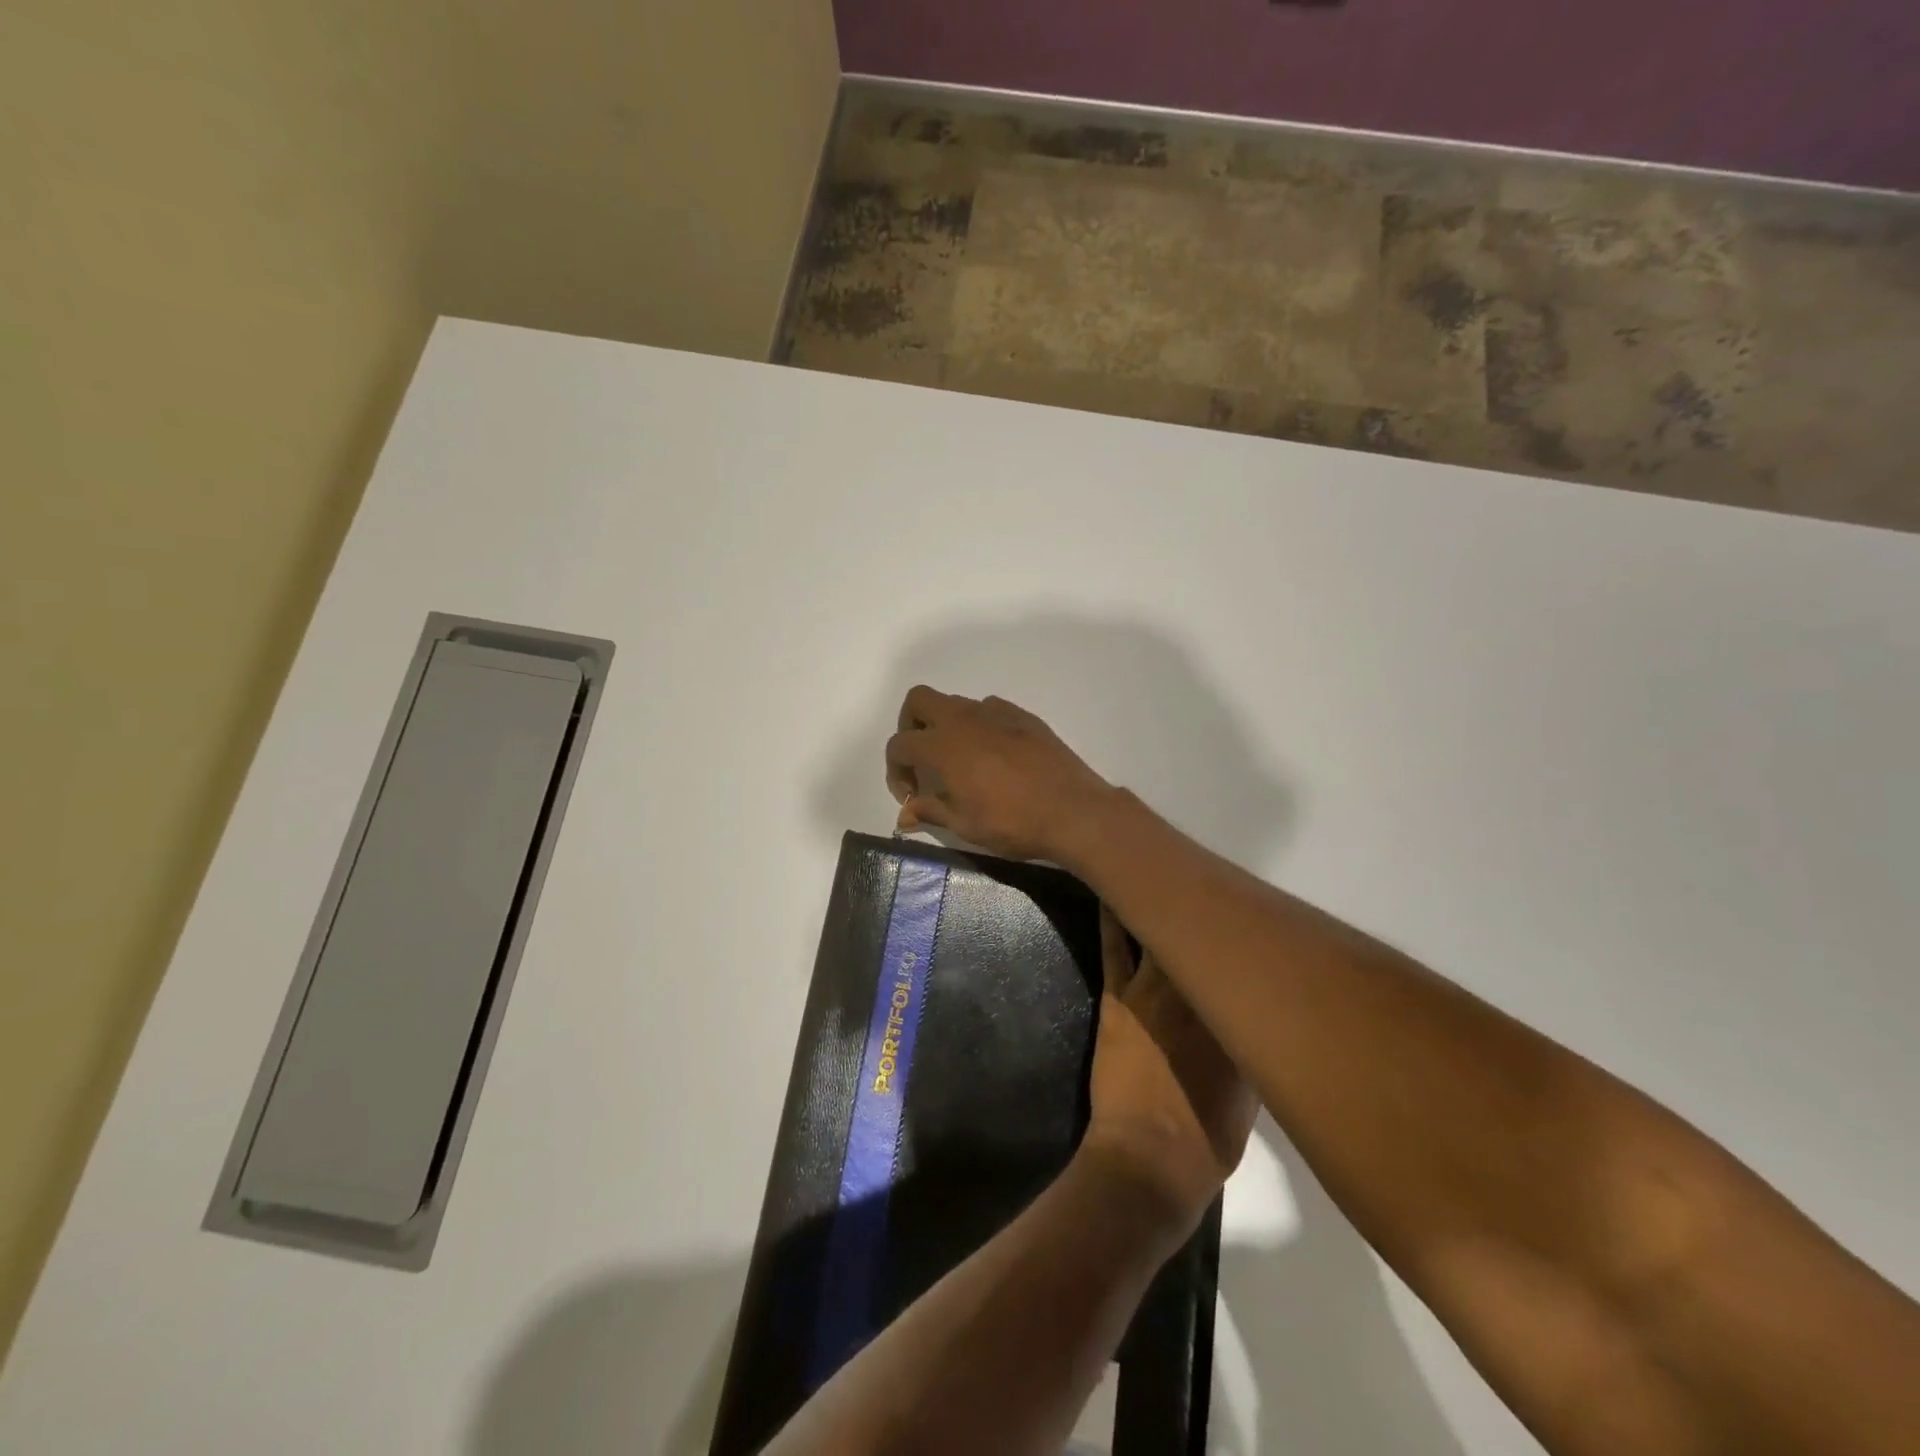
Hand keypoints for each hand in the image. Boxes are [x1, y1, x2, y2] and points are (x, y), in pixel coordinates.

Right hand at [885, 686, 1114, 861]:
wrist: (1073, 811)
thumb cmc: (1012, 822)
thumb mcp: (964, 824)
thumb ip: (930, 811)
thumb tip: (904, 815)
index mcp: (943, 745)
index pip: (900, 744)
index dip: (895, 771)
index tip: (911, 797)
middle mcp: (965, 719)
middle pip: (919, 701)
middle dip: (910, 726)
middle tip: (922, 760)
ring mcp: (997, 713)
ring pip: (956, 703)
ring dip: (946, 726)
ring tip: (960, 762)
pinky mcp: (1024, 717)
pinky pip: (989, 710)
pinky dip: (980, 726)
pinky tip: (993, 756)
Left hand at [1082, 908, 1255, 1229]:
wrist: (1150, 1159)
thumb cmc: (1207, 1137)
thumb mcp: (1251, 1094)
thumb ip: (1252, 1046)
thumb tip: (1248, 1015)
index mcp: (1237, 1015)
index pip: (1245, 964)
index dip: (1246, 941)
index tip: (1251, 920)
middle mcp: (1200, 992)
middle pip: (1206, 939)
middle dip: (1211, 915)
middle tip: (1213, 886)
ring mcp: (1155, 990)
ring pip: (1160, 931)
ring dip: (1164, 903)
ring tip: (1166, 870)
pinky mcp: (1120, 996)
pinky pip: (1117, 946)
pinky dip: (1114, 918)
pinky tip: (1113, 891)